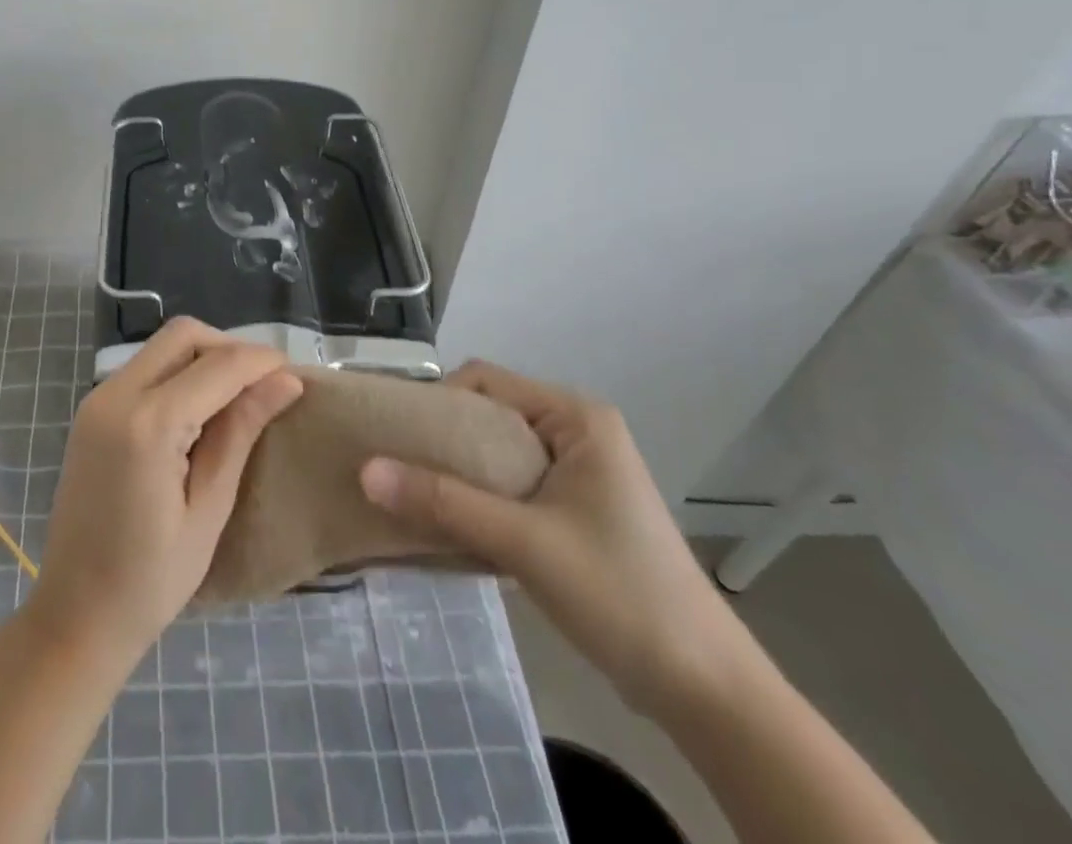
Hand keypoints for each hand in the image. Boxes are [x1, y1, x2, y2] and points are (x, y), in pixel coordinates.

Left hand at [30, 318, 302, 662]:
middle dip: (229, 348)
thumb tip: (286, 381)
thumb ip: (241, 432)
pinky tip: (199, 410)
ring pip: (162, 347)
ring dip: (203, 358)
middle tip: (264, 386)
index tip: (296, 375)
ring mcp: (98, 399)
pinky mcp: (91, 410)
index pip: (218, 365)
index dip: (261, 361)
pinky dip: (177, 374)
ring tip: (238, 398)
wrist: (75, 614)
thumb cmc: (151, 579)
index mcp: (148, 423)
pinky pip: (143, 369)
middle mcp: (116, 394)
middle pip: (183, 335)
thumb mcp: (209, 508)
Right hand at [360, 361, 753, 715]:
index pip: (486, 380)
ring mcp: (579, 471)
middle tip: (395, 463)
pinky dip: (478, 496)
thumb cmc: (620, 594)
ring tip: (412, 492)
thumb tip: (365, 471)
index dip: (437, 399)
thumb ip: (443, 502)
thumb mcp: (524, 543)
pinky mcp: (575, 508)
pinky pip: (511, 483)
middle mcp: (577, 431)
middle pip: (489, 413)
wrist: (706, 690)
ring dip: (457, 470)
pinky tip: (449, 521)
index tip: (397, 434)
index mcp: (576, 417)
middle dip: (441, 437)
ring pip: (497, 451)